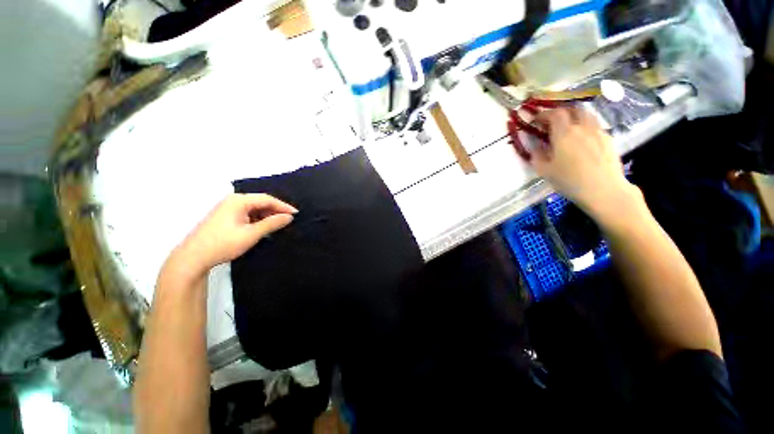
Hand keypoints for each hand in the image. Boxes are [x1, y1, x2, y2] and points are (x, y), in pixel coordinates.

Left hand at [163, 194, 297, 283]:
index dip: (283, 206)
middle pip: (260, 202)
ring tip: (278, 225)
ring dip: (267, 216)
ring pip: (254, 209)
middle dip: (275, 211)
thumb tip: (289, 217)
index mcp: (238, 201)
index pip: (267, 199)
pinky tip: (263, 228)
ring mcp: (227, 208)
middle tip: (288, 221)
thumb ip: (272, 223)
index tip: (296, 214)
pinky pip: (247, 214)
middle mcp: (233, 201)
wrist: (193, 258)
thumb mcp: (251, 234)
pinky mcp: (225, 217)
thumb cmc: (223, 243)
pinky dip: (258, 220)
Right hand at [528, 107, 639, 221]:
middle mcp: (582, 127)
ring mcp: (598, 131)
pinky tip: (583, 139)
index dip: (543, 114)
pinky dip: (585, 126)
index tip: (536, 120)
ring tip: (568, 127)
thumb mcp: (545, 171)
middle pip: (572, 109)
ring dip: (574, 116)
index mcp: (564, 134)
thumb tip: (534, 145)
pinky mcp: (608, 139)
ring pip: (586, 114)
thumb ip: (537, 155)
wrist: (604, 190)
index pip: (554, 114)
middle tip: (552, 121)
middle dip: (560, 112)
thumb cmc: (570, 181)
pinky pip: (595, 125)